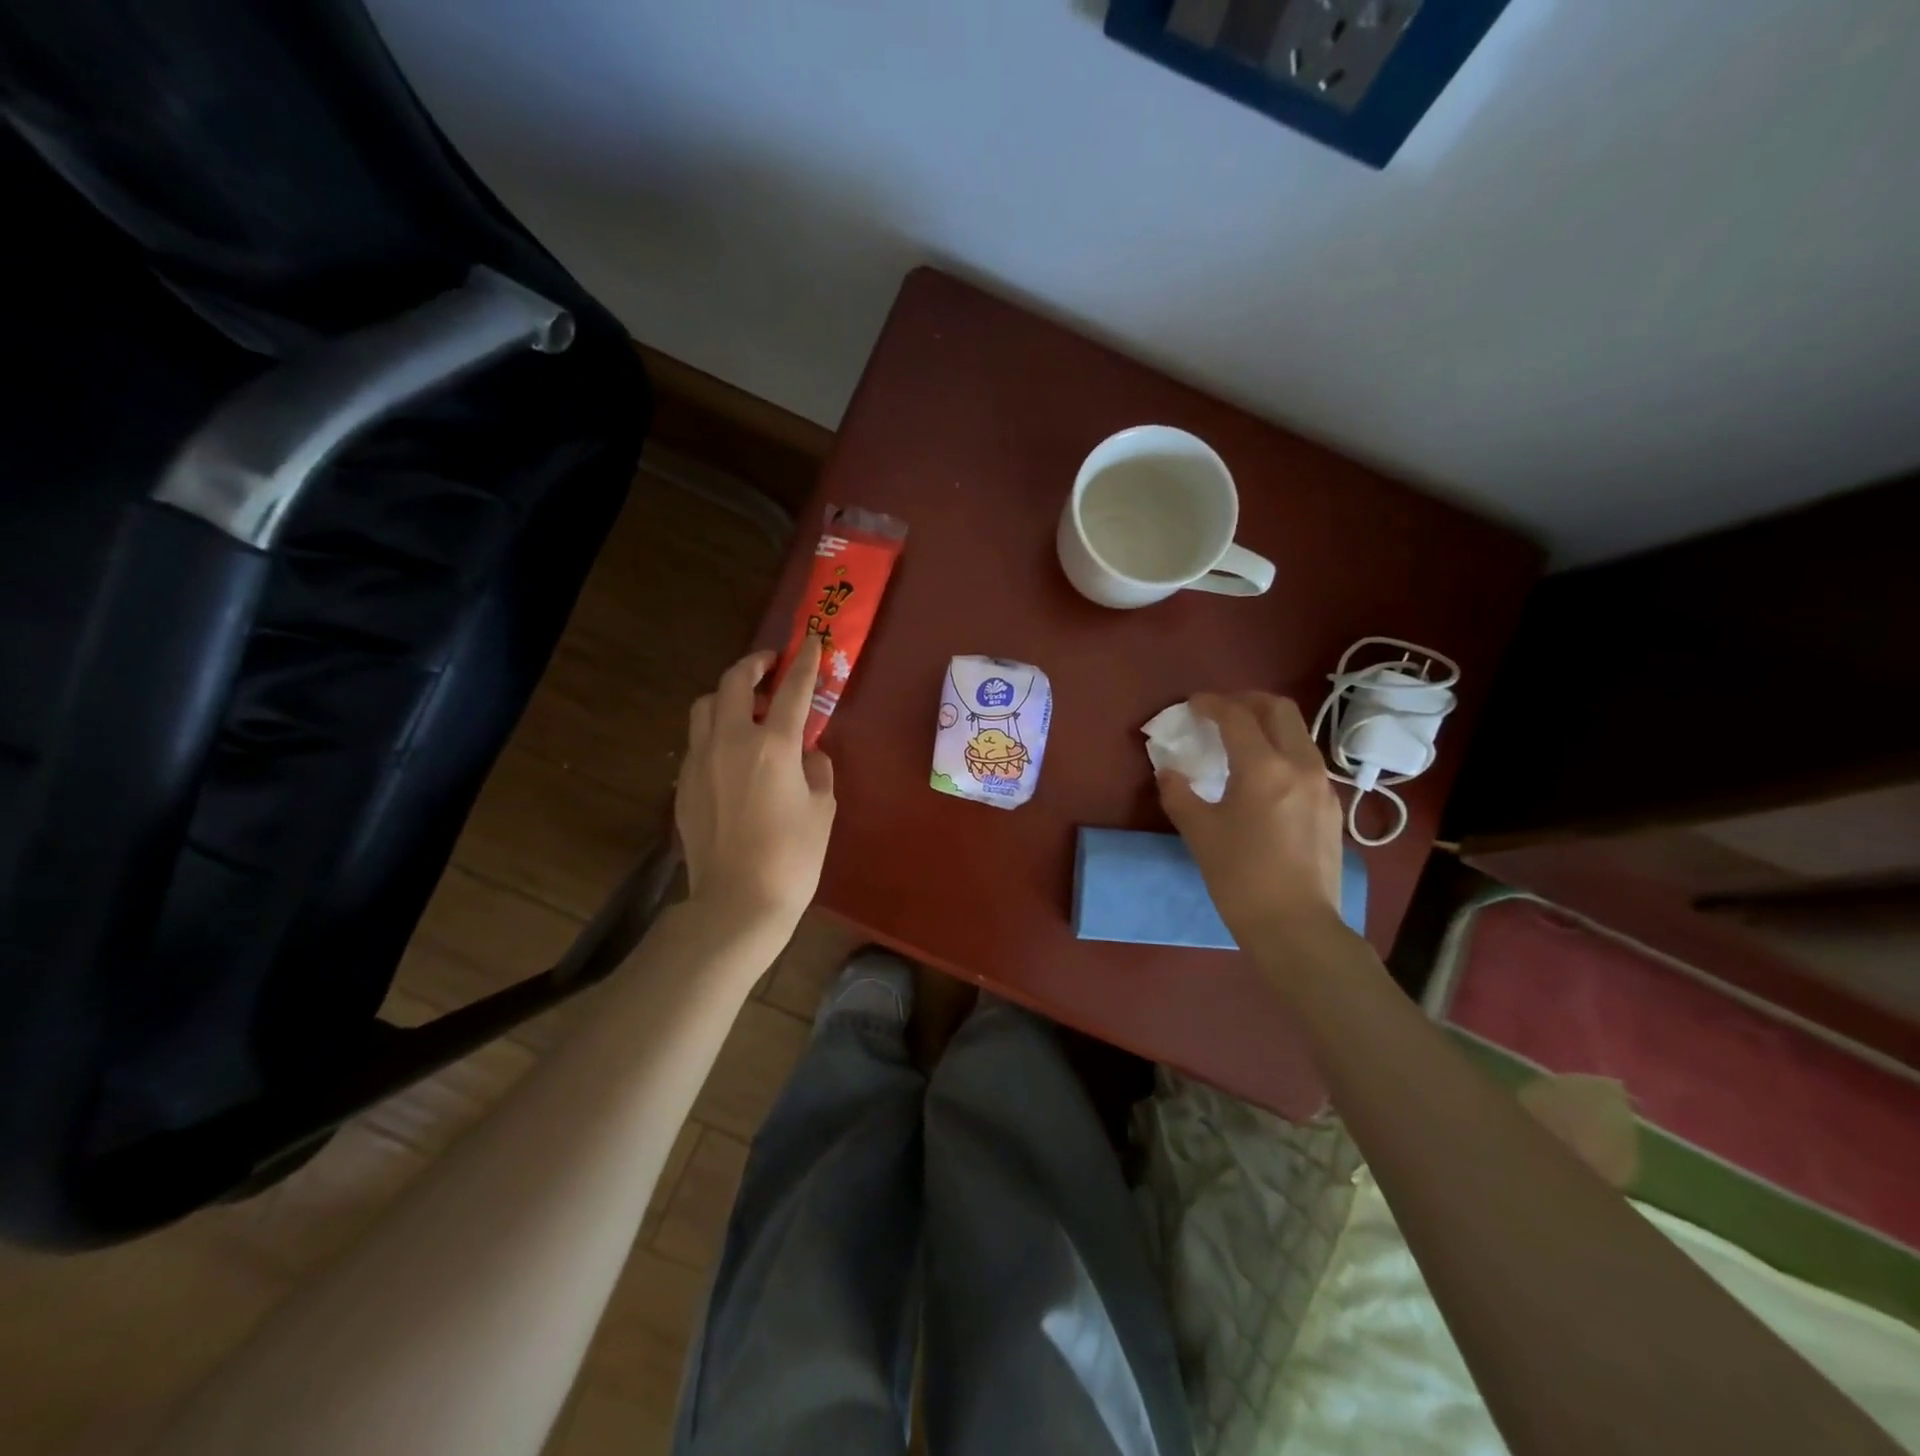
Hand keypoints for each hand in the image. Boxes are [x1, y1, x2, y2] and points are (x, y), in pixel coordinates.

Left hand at [676, 636, 835, 932]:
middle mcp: (731, 741)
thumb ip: (817, 769)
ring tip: (746, 705)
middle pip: (734, 682)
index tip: (811, 641)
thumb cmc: (793, 857)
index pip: (794, 690)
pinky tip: (730, 750)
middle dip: (754, 664)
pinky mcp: (684, 783)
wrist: (738, 901)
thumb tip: (808, 753)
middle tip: (771, 664)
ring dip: (727, 694)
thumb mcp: (822, 809)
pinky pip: (696, 739)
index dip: (805, 663)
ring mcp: (701, 761)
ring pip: (705, 705)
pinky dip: (714, 729)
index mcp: (774, 746)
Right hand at [1157, 692, 1346, 950]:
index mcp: (1264, 767)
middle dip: (1247, 701)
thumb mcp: (1199, 833)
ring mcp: (1322, 786)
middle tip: (1220, 712)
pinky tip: (1263, 778)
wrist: (1296, 926)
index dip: (1211, 703)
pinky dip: (1281, 752)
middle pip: (1279, 709)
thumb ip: (1179, 793)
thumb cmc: (1241, 877)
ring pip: (1297, 734)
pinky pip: (1306, 761)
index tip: (1192, 705)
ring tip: (1240, 742)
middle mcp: (1300, 765)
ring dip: (1267, 725)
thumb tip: (1169, 772)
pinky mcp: (1331, 807)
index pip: (1237, 715)